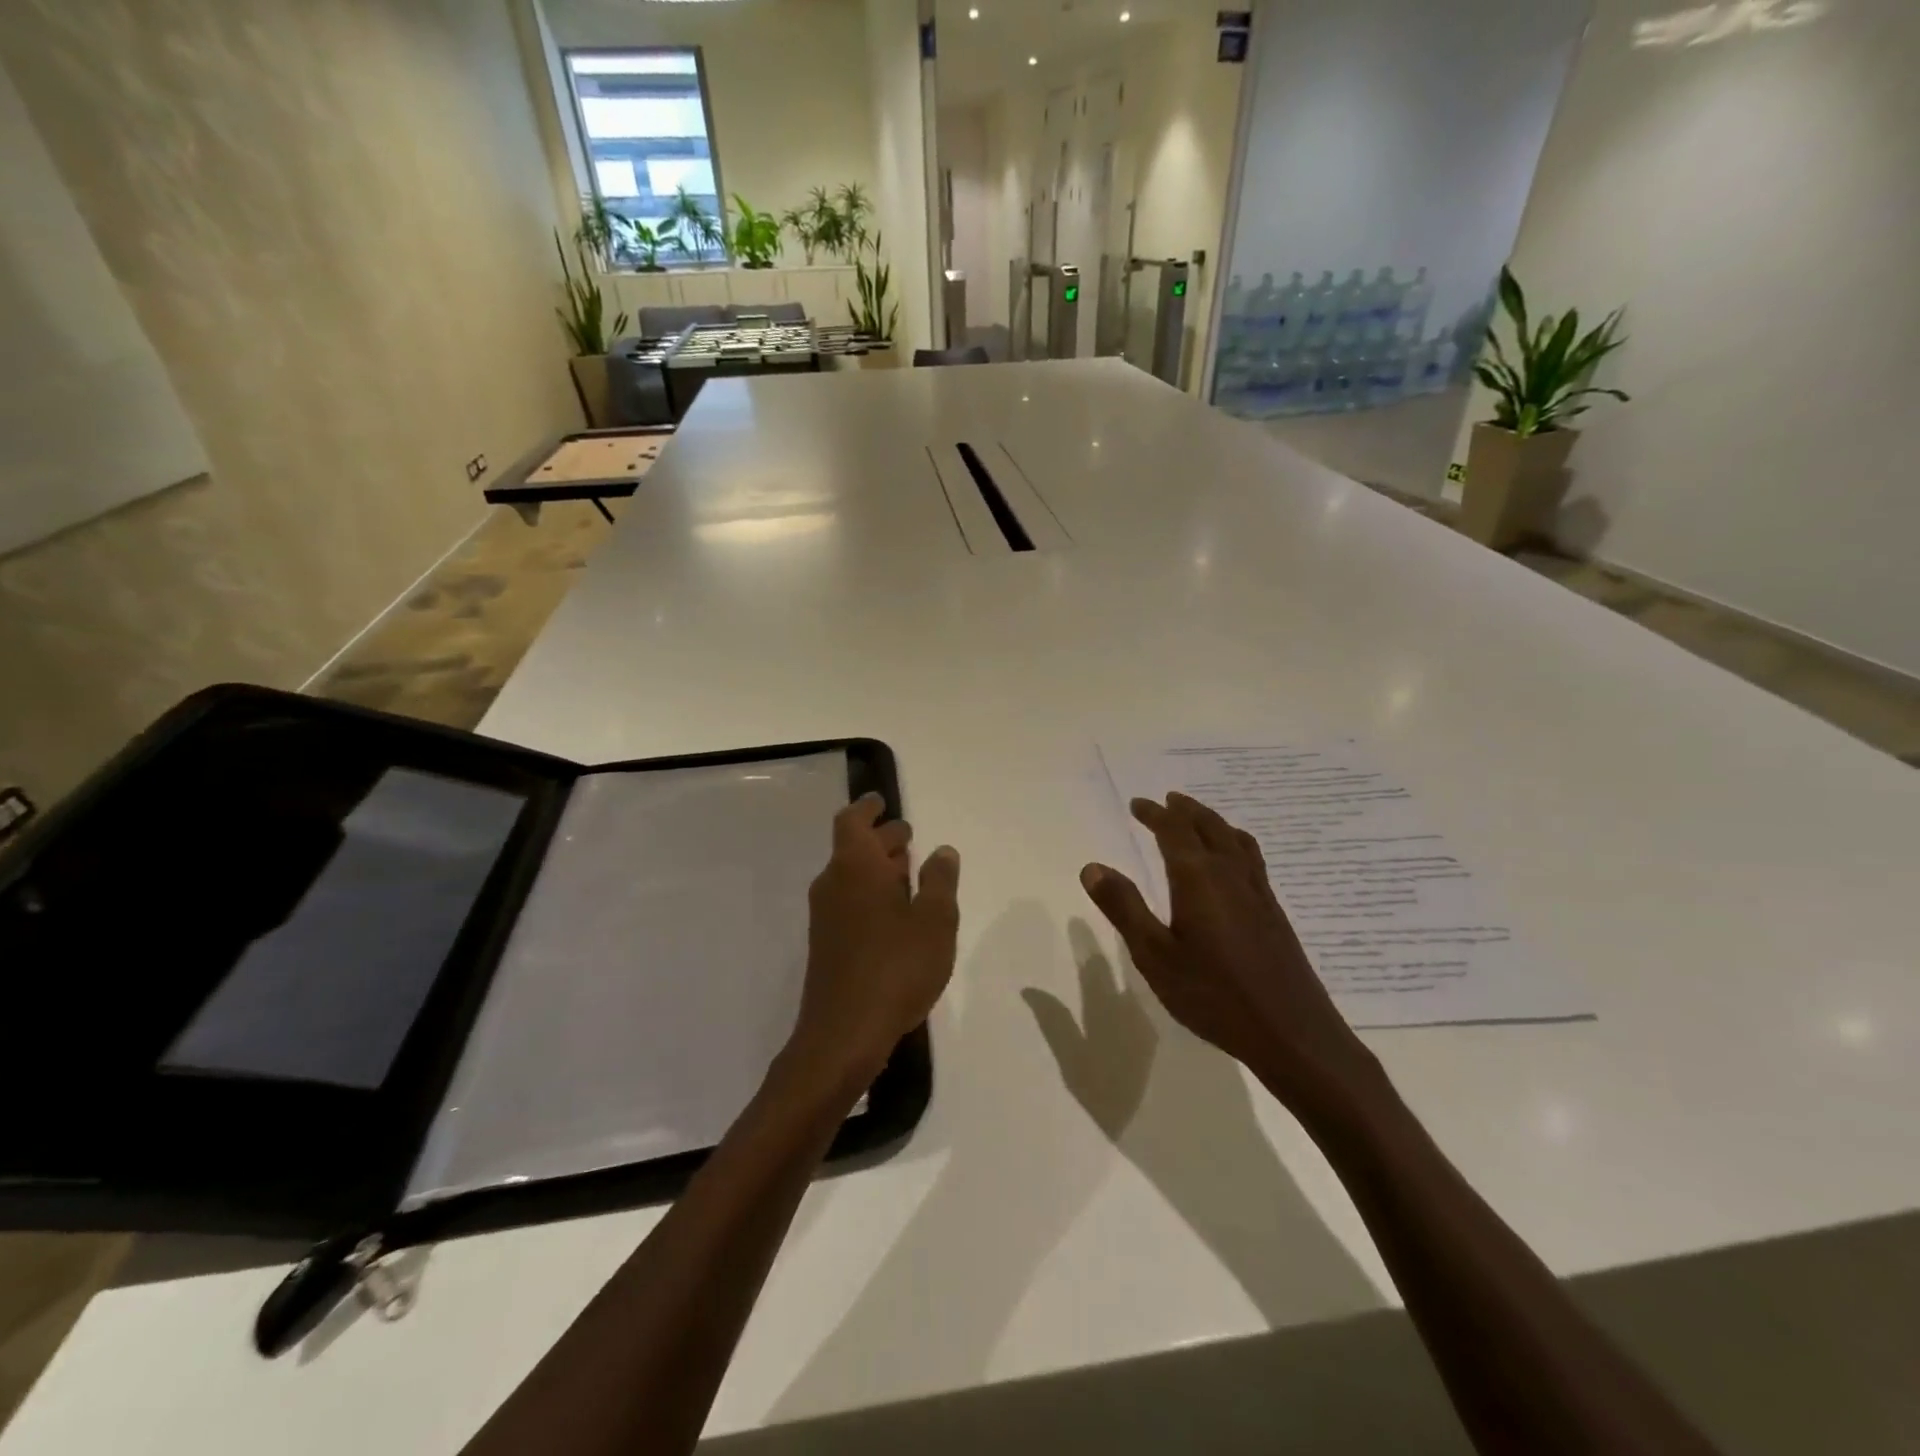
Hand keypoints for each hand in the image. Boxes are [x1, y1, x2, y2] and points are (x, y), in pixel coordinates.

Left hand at [787, 794, 960, 1091]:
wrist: (843, 1034)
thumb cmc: (896, 968)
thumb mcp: (935, 921)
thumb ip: (941, 881)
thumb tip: (942, 851)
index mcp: (855, 867)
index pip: (852, 820)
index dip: (868, 807)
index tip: (883, 802)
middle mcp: (833, 884)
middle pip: (853, 847)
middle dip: (881, 839)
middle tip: (909, 837)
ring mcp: (826, 916)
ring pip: (851, 876)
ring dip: (878, 868)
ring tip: (910, 872)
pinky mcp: (827, 944)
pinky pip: (849, 902)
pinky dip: (871, 894)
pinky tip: (898, 914)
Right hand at [1079, 793, 1381, 1122]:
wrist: (1291, 1033)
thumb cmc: (1214, 996)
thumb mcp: (1155, 955)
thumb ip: (1124, 907)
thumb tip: (1093, 867)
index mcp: (1198, 878)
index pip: (1174, 830)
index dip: (1154, 814)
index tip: (1137, 804)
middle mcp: (1231, 874)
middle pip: (1209, 826)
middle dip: (1185, 810)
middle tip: (1167, 801)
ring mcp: (1258, 892)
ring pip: (1235, 839)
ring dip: (1213, 822)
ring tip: (1199, 819)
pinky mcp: (1274, 913)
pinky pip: (1252, 858)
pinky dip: (1234, 843)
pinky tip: (1233, 862)